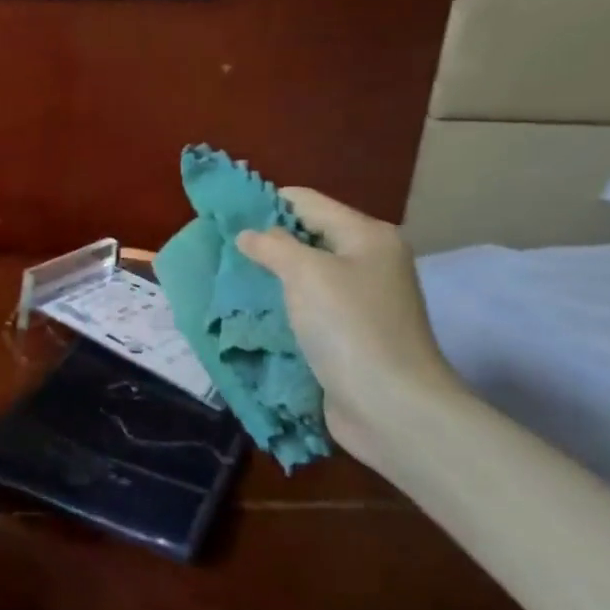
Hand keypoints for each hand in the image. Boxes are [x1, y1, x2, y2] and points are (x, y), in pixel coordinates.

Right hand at [236, 188, 466, 468]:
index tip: (221, 218)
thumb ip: (273, 246)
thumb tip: (248, 235)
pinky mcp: (348, 333)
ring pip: (303, 274)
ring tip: (227, 280)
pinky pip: (306, 307)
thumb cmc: (350, 328)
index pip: (306, 202)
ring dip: (268, 277)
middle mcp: (367, 262)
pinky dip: (280, 306)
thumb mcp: (306, 274)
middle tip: (218, 251)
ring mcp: (360, 300)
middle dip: (263, 242)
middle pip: (306, 236)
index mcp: (366, 236)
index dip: (264, 204)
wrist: (391, 407)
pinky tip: (250, 311)